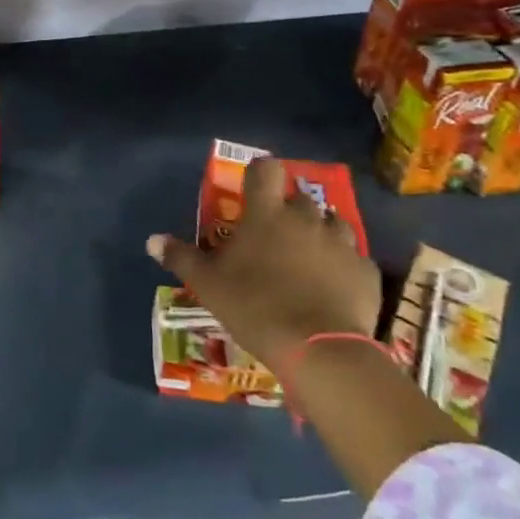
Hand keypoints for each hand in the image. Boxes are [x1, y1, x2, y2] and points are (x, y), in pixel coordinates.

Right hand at [148, 155, 381, 369]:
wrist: (319, 350)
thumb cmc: (254, 306)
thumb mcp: (207, 284)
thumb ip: (181, 257)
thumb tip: (152, 240)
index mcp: (266, 213)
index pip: (266, 169)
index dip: (259, 174)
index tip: (252, 190)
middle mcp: (306, 218)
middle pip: (298, 198)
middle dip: (288, 211)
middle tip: (274, 237)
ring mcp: (341, 243)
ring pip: (332, 224)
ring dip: (319, 234)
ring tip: (307, 259)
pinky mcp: (366, 272)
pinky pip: (353, 258)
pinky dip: (343, 266)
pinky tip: (333, 287)